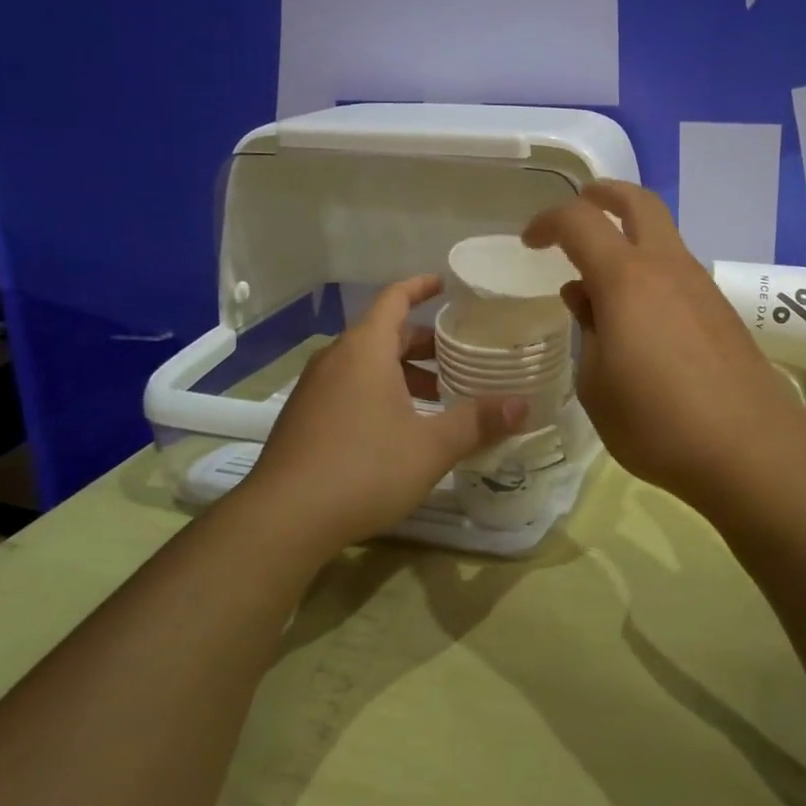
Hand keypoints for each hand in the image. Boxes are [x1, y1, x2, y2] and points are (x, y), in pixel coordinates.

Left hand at [240, 276, 524, 556]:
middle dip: (424, 343)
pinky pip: (349, 388)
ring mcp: (314, 389)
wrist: (282, 520)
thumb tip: (523, 405)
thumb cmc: (363, 468)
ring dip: (402, 373)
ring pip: (366, 365)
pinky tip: (400, 428)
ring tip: (438, 398)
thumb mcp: (431, 447)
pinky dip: (379, 392)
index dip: (421, 286)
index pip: (394, 298)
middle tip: (460, 357)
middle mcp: (336, 359)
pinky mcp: (303, 418)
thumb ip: (477, 422)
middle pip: (384, 334)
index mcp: (365, 349)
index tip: (446, 284)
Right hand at [522, 183, 805, 507]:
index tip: (530, 242)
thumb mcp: (597, 385)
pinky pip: (677, 268)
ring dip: (630, 235)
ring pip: (662, 234)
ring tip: (603, 277)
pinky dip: (650, 268)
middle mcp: (666, 266)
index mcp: (626, 279)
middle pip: (638, 201)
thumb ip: (586, 330)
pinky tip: (640, 313)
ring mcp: (700, 284)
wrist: (750, 447)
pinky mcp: (720, 308)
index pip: (579, 221)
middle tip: (580, 206)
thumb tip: (584, 297)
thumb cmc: (657, 421)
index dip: (547, 221)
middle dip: (603, 194)